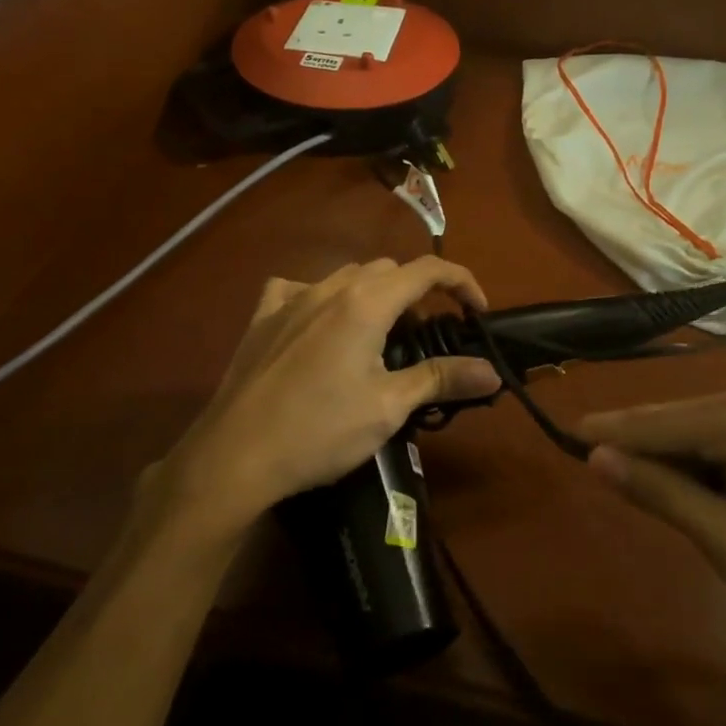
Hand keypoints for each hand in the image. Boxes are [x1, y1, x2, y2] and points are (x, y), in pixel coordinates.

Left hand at [153, 258, 500, 537]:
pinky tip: (319, 325)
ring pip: (346, 276)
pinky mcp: (263, 317)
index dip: (461, 282)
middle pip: (388, 270)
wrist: (235, 455)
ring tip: (378, 337)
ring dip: (373, 295)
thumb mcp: (388, 407)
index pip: (427, 270)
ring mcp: (291, 298)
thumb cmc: (320, 430)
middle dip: (417, 293)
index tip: (477, 312)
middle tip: (425, 338)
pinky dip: (321, 298)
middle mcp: (330, 287)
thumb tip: (491, 372)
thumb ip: (441, 379)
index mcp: (367, 302)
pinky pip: (298, 288)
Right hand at [582, 387, 725, 659]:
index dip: (602, 437)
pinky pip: (720, 443)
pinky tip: (697, 501)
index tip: (558, 442)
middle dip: (634, 455)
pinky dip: (698, 470)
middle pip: (668, 424)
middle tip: (600, 488)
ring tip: (648, 506)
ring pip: (692, 435)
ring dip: (667, 467)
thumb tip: (596, 457)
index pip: (648, 424)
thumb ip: (661, 494)